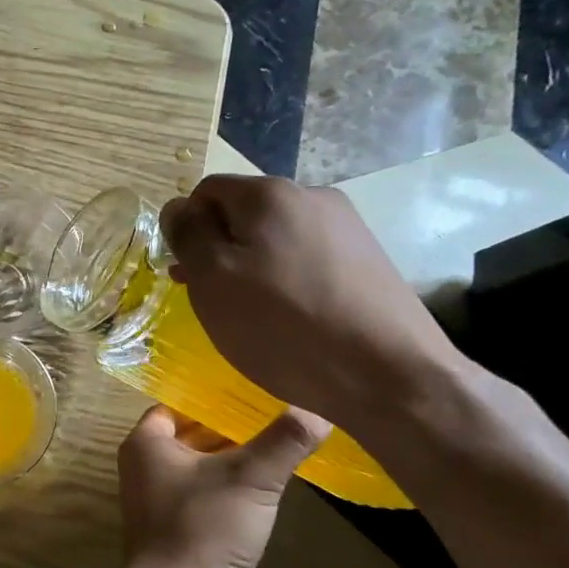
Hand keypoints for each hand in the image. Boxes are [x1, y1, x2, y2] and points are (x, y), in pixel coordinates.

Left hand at [117, 405, 330, 567]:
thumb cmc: (205, 528)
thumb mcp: (252, 478)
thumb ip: (283, 442)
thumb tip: (318, 411)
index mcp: (146, 444)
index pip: (177, 405)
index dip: (212, 398)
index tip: (251, 392)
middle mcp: (143, 468)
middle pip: (189, 436)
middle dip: (228, 430)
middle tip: (273, 417)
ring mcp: (155, 503)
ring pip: (198, 469)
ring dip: (231, 462)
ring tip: (276, 449)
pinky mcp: (173, 533)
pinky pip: (201, 499)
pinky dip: (227, 492)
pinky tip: (262, 494)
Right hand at [159, 175, 464, 423]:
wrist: (391, 376)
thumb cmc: (284, 327)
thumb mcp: (213, 280)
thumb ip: (188, 235)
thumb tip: (177, 207)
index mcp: (269, 194)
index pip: (206, 192)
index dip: (188, 230)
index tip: (188, 275)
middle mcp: (311, 196)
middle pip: (244, 213)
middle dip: (221, 250)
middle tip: (214, 301)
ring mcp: (347, 226)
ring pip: (277, 238)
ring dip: (253, 267)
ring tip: (252, 315)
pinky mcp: (369, 259)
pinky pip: (308, 258)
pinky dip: (288, 281)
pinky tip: (292, 319)